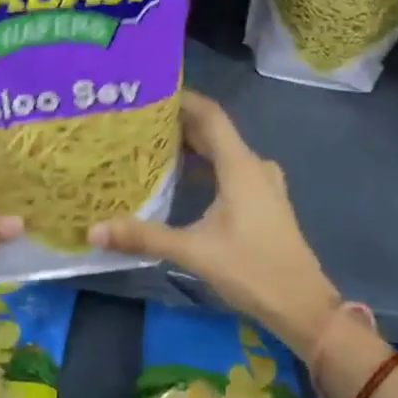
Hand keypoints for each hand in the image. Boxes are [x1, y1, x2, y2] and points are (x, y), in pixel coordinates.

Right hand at [90, 90, 340, 358]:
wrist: (303, 306)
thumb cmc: (252, 270)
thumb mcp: (194, 252)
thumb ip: (145, 237)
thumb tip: (94, 231)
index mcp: (240, 165)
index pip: (210, 115)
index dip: (183, 99)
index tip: (150, 91)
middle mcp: (254, 165)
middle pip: (215, 132)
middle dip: (180, 124)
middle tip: (140, 121)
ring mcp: (263, 184)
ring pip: (224, 152)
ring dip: (194, 146)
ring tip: (155, 145)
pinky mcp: (265, 201)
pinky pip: (232, 169)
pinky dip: (208, 166)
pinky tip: (184, 179)